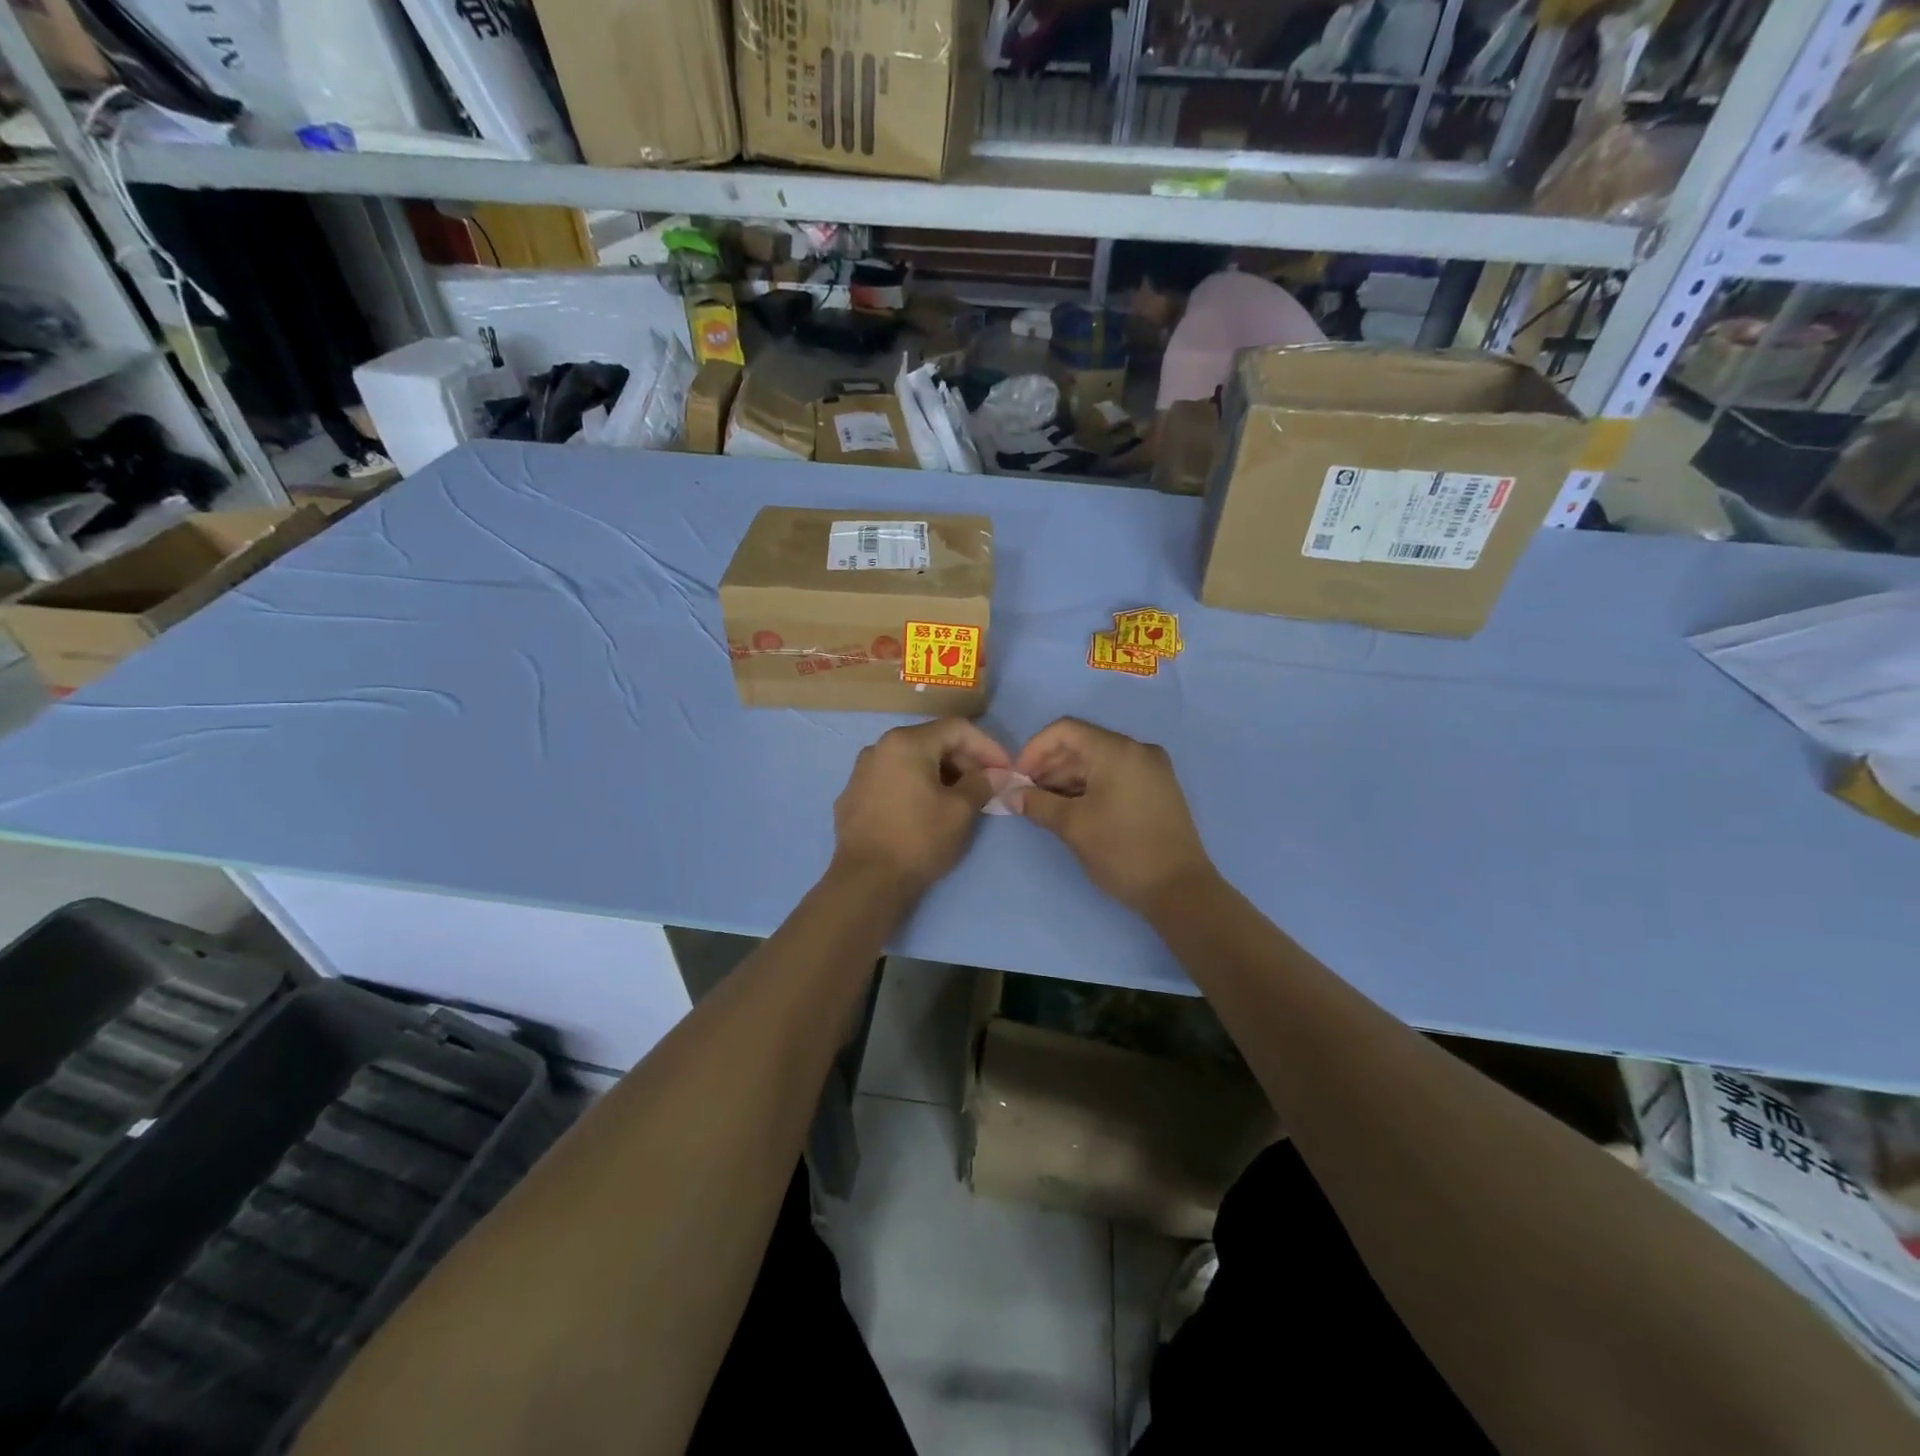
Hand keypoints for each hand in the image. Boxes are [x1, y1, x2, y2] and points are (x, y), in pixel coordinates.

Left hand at [833, 719, 1009, 897]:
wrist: (866, 881)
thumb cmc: (919, 839)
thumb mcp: (960, 811)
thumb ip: (982, 784)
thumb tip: (996, 774)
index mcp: (906, 742)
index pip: (957, 729)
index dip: (988, 746)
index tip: (1006, 770)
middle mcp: (879, 748)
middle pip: (932, 742)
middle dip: (965, 761)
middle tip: (988, 785)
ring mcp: (861, 772)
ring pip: (911, 761)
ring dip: (942, 774)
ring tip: (962, 798)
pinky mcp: (853, 797)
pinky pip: (893, 780)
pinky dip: (916, 787)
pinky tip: (928, 810)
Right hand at [1012, 717, 1214, 914]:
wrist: (1181, 890)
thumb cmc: (1123, 852)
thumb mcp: (1073, 827)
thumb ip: (1038, 804)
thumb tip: (1010, 795)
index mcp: (1117, 751)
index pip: (1065, 730)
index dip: (1034, 749)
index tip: (1018, 778)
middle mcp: (1137, 750)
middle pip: (1082, 743)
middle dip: (1049, 766)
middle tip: (1027, 795)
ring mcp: (1152, 768)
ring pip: (1099, 760)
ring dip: (1068, 778)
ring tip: (1046, 806)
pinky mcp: (1158, 787)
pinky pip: (1116, 774)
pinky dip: (1091, 785)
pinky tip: (1073, 809)